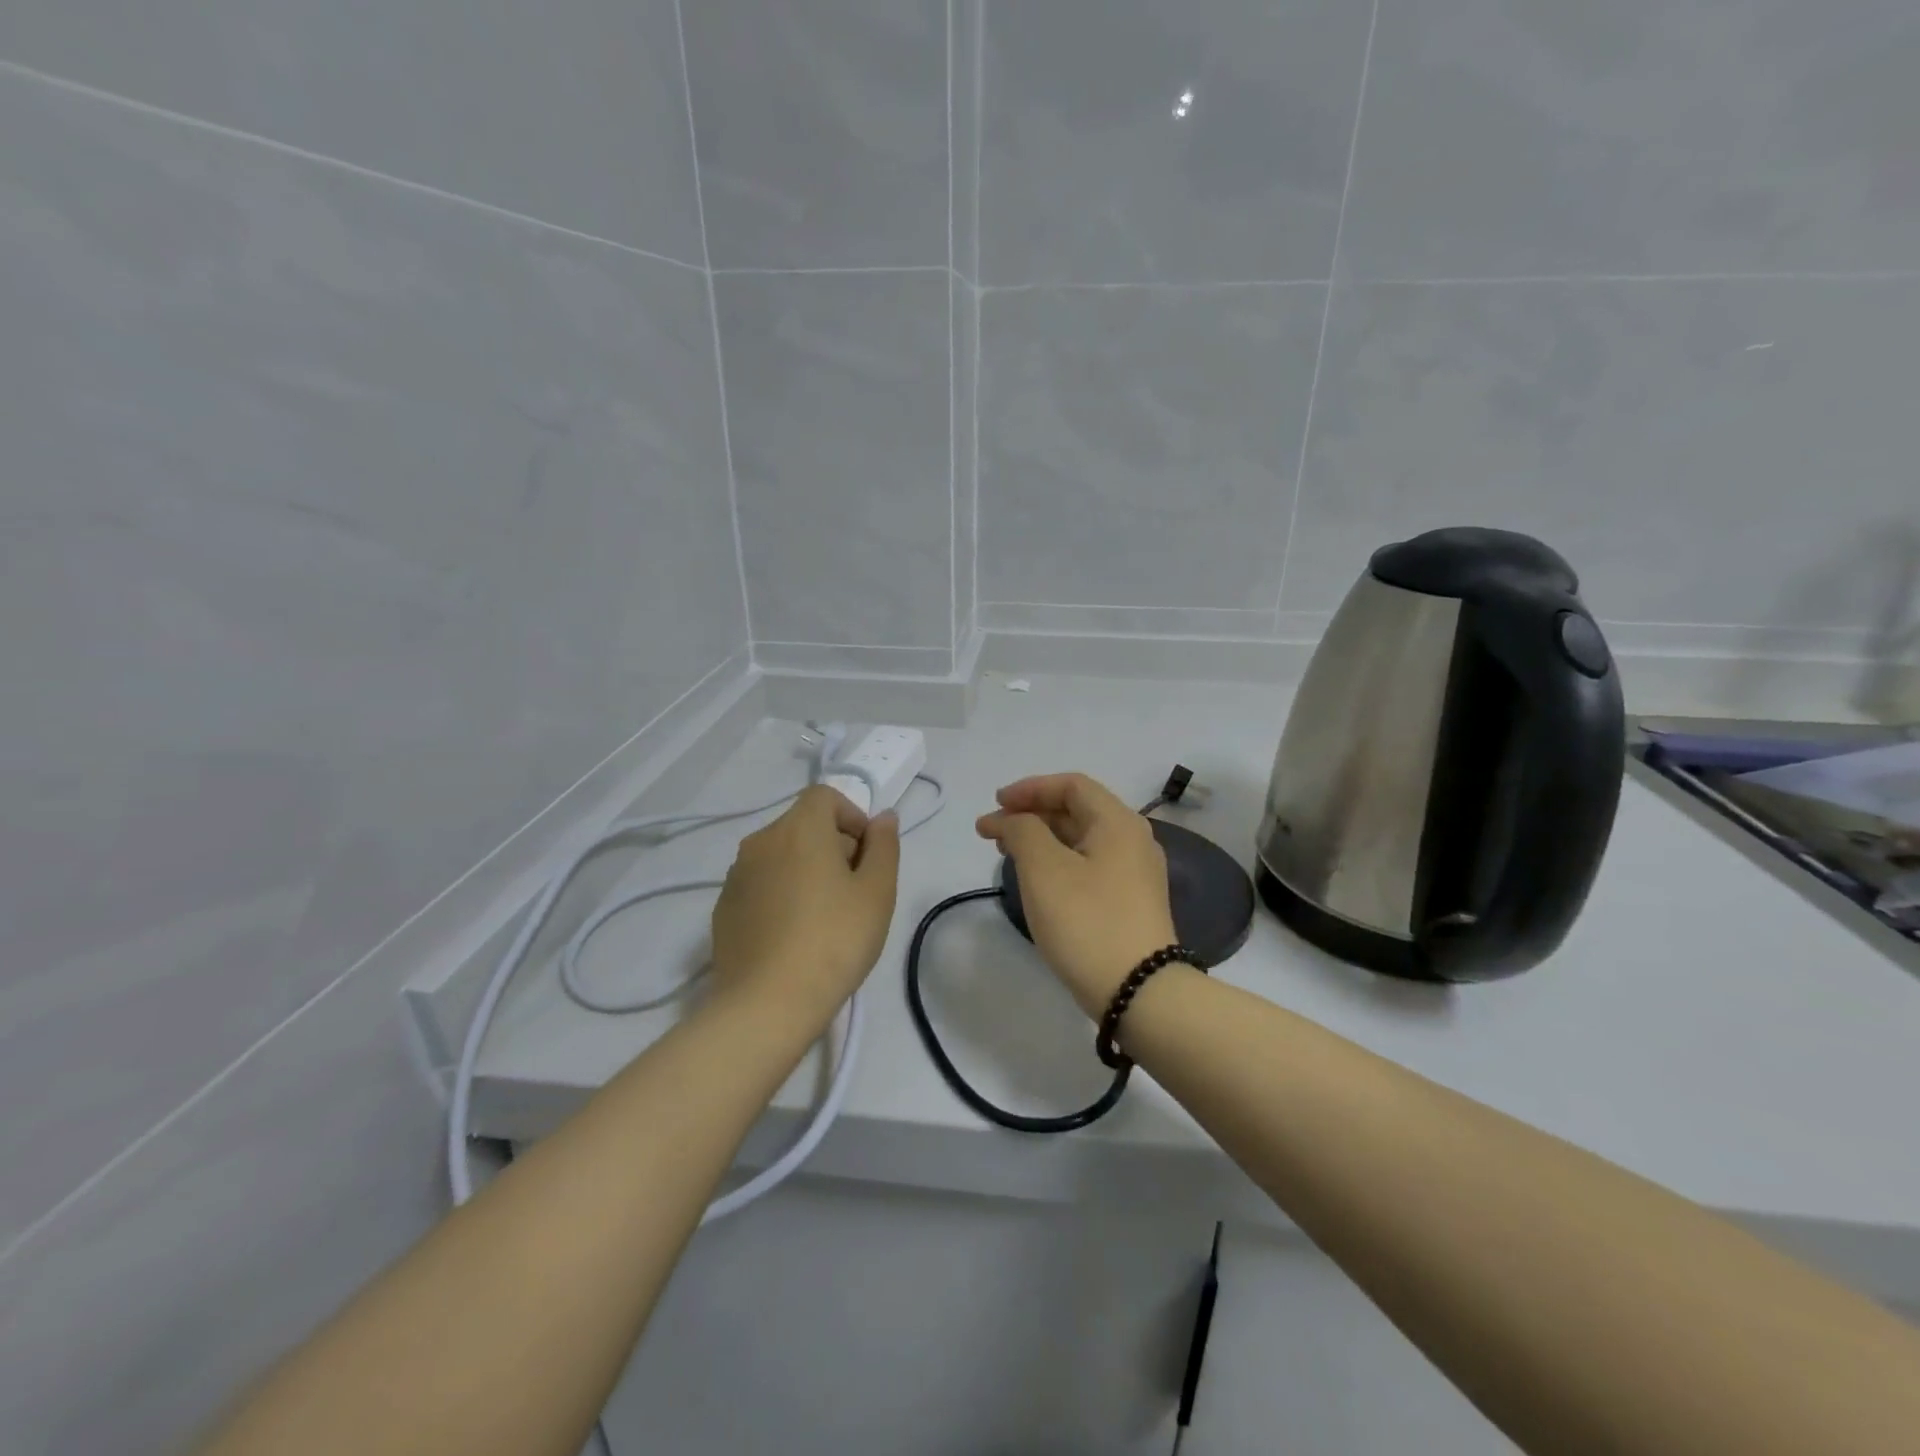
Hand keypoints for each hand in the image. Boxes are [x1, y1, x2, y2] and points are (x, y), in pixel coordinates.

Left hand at [711, 786, 900, 1023]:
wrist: (767, 1004)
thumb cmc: (834, 940)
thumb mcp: (877, 892)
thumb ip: (884, 846)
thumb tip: (884, 818)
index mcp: (799, 828)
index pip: (825, 796)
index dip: (851, 816)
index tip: (867, 855)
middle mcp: (761, 841)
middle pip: (802, 824)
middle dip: (833, 845)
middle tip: (854, 890)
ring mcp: (736, 875)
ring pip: (780, 855)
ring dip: (805, 869)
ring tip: (824, 916)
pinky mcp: (723, 908)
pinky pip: (760, 884)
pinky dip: (781, 893)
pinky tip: (793, 935)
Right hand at [976, 773, 1177, 1018]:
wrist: (1139, 992)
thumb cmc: (1087, 921)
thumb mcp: (1044, 868)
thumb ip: (1022, 830)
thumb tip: (1012, 820)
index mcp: (1118, 822)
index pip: (1071, 785)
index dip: (1029, 789)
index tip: (995, 804)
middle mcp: (1132, 840)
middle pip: (1076, 810)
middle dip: (1030, 814)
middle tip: (992, 831)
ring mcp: (1134, 873)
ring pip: (1081, 840)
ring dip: (1041, 838)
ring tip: (1006, 853)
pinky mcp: (1130, 902)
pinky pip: (1088, 865)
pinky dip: (1057, 861)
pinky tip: (1036, 880)